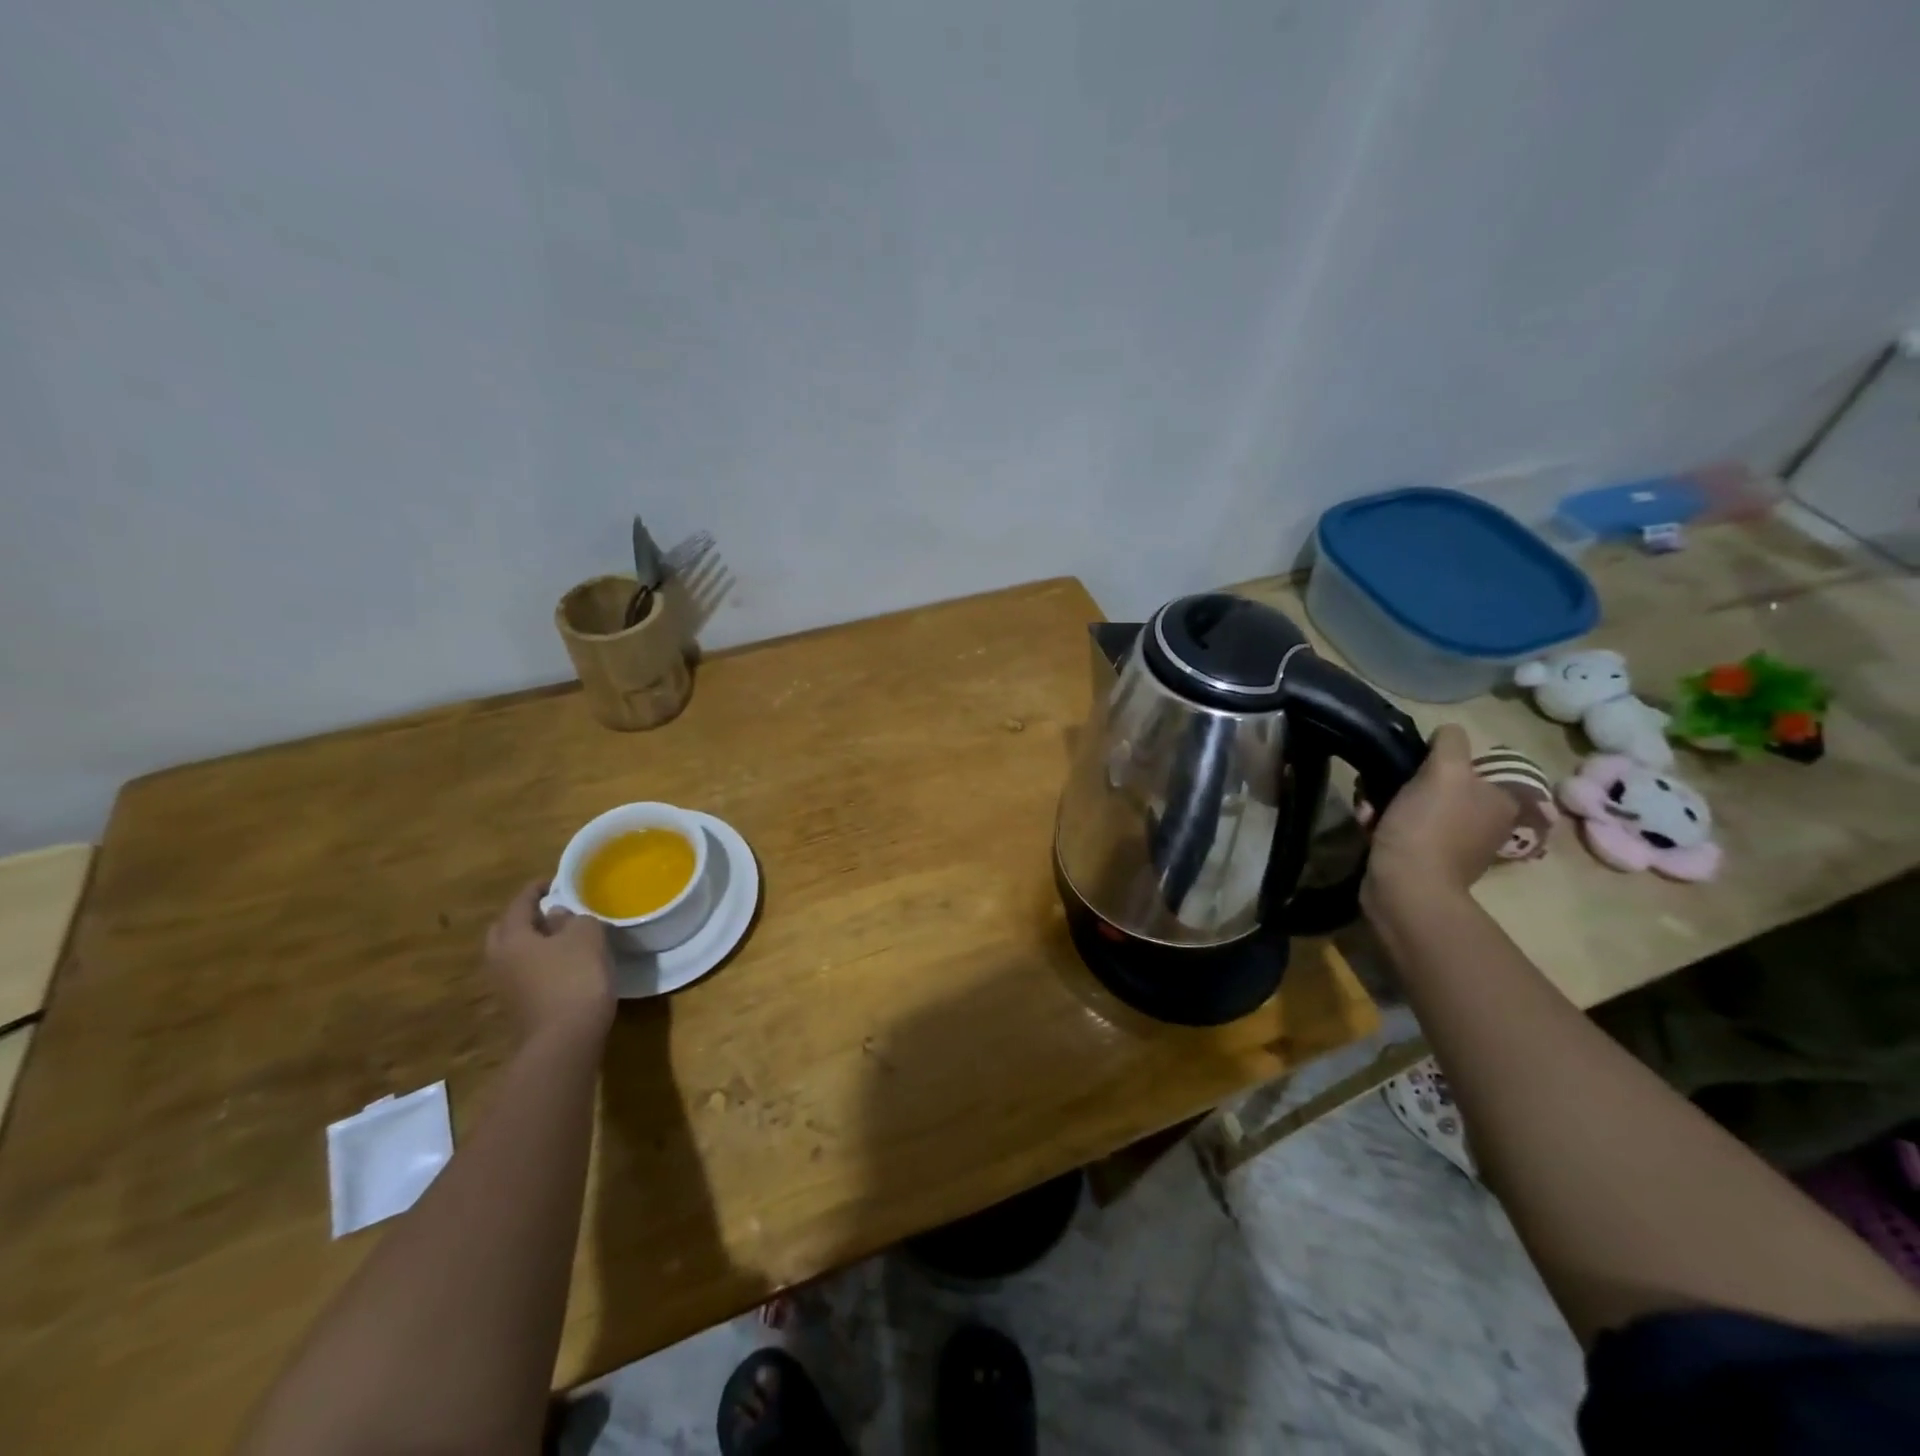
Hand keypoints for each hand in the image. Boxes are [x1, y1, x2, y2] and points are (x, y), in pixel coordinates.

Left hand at [484, 880, 615, 1045]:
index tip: (555, 880)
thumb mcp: (587, 937)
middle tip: (551, 910)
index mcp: (511, 938)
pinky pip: (523, 974)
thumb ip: (573, 919)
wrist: (565, 1040)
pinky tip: (562, 965)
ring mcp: (504, 987)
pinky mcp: (517, 1007)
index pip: (520, 903)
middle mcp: (499, 960)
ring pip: (512, 954)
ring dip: (532, 943)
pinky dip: (538, 963)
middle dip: (525, 917)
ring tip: (561, 937)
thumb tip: (557, 917)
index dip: (537, 888)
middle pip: (505, 930)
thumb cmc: (575, 978)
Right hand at [1364, 724, 1516, 903]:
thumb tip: (1447, 731)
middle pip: (1433, 785)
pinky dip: (1381, 825)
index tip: (1407, 767)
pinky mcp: (1423, 861)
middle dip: (1400, 783)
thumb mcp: (1445, 771)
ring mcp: (1452, 844)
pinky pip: (1399, 829)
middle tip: (1379, 789)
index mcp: (1499, 801)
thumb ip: (1450, 743)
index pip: (1465, 765)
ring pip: (1411, 805)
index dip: (1431, 762)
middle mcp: (1482, 823)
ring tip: (1368, 811)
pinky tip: (1368, 827)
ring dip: (1383, 803)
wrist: (1406, 888)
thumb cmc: (1428, 827)